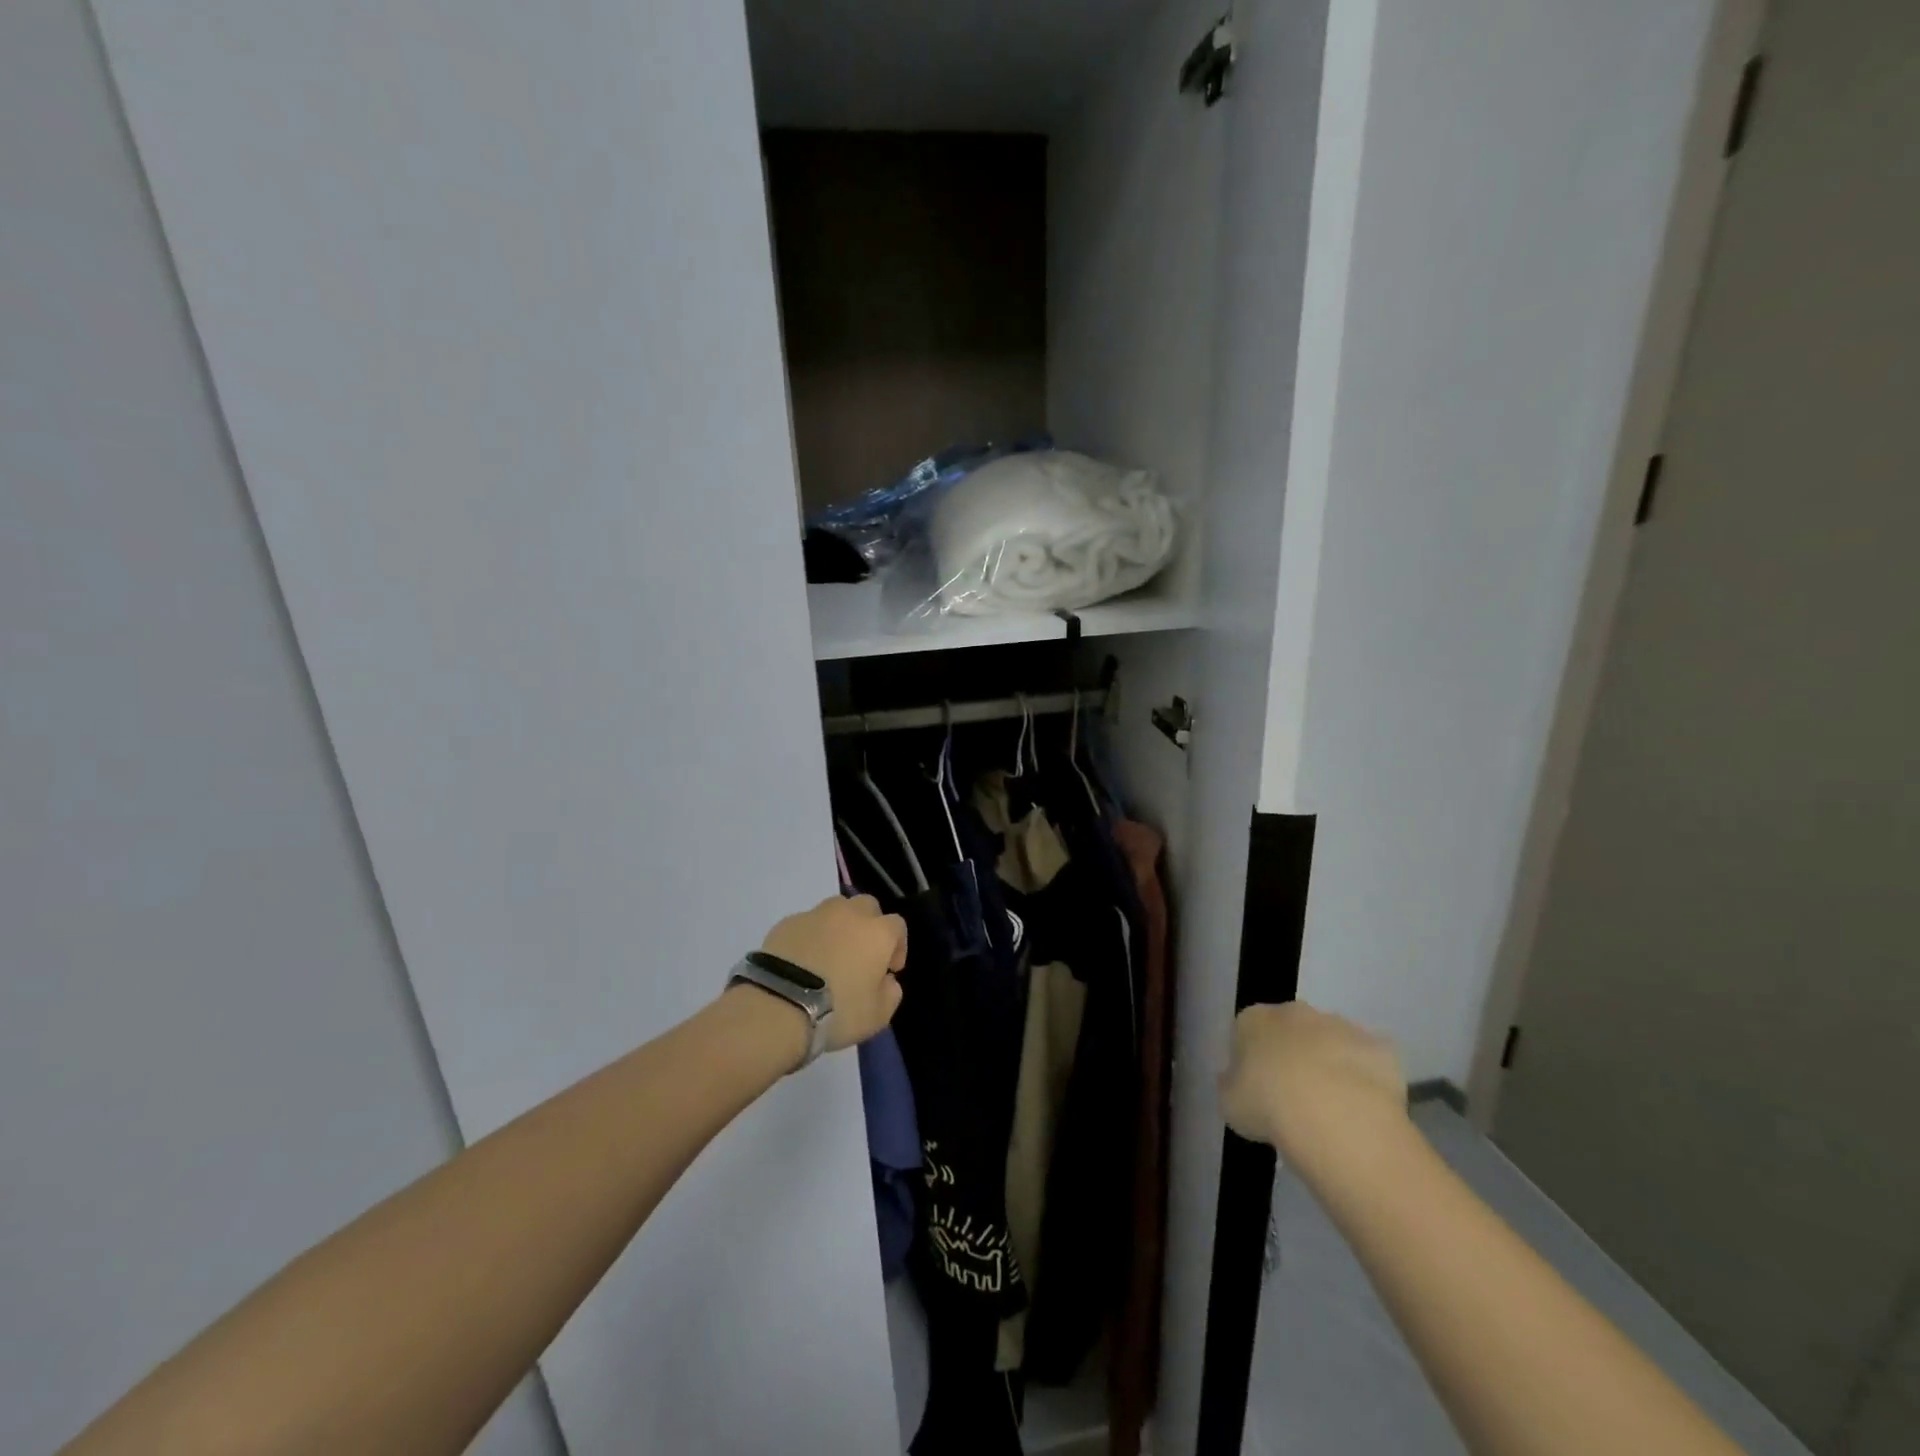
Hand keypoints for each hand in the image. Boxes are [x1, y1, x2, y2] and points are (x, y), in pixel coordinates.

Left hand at [760, 895, 906, 1051]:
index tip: (889, 970)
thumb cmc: (837, 1011)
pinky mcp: (786, 922)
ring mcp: (815, 914)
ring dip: (839, 926)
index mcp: (877, 932)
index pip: (898, 926)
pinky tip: (802, 960)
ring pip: (836, 909)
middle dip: (869, 926)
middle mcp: (849, 914)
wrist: (779, 1006)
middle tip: (861, 955)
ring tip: (829, 954)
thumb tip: (887, 980)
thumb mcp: (877, 1016)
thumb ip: (891, 993)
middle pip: (867, 906)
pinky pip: (807, 923)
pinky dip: (810, 936)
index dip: (898, 947)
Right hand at [1219, 1001, 1407, 1170]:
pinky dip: (1366, 1079)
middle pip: (1291, 1030)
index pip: (1246, 1030)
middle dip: (1293, 1054)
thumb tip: (1235, 1080)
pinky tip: (1363, 1109)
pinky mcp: (1379, 1047)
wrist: (1335, 1117)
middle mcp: (1295, 1012)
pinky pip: (1369, 1062)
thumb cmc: (1269, 1106)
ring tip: (1332, 1108)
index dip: (1252, 1059)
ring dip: (1330, 1065)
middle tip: (1295, 1096)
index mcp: (1254, 1019)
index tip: (1257, 1088)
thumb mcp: (1230, 1104)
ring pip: (1331, 1042)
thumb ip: (1231, 1085)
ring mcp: (1340, 1026)